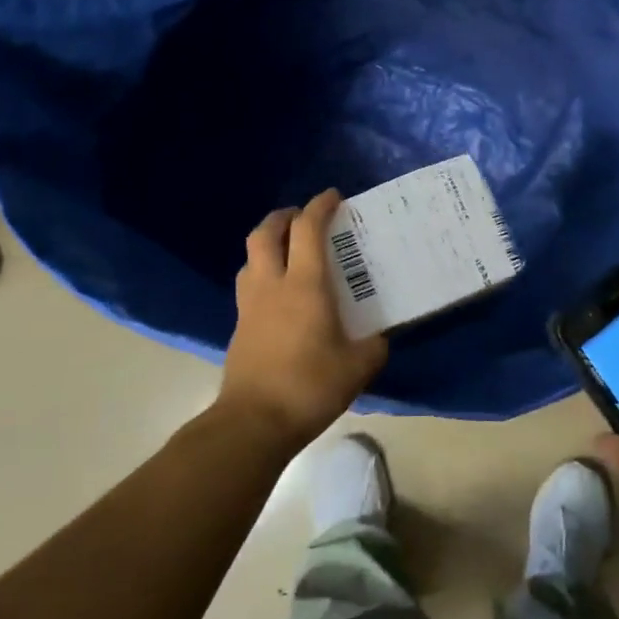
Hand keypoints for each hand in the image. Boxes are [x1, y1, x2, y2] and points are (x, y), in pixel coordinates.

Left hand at [219, 190, 388, 443]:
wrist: (255, 421)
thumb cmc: (311, 386)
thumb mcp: (359, 366)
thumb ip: (374, 345)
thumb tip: (379, 336)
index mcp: (305, 284)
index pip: (307, 229)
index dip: (320, 206)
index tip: (334, 197)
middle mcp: (272, 284)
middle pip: (265, 232)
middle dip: (284, 216)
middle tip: (302, 217)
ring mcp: (250, 305)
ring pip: (251, 257)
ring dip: (268, 243)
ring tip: (288, 251)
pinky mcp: (240, 326)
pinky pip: (249, 284)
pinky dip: (263, 273)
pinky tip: (279, 294)